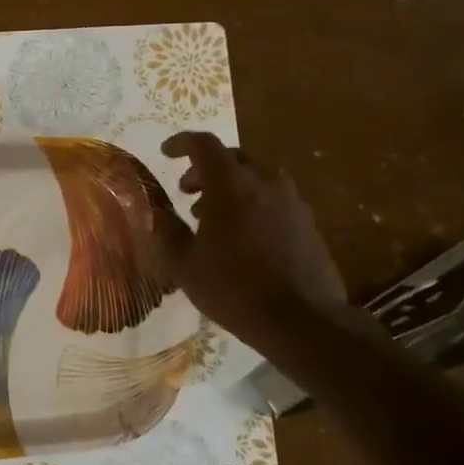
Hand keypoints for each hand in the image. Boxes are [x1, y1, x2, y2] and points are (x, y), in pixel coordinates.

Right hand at [155, 132, 347, 347]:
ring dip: (230, 188)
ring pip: (255, 179)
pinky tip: (241, 239)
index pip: (204, 144)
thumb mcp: (184, 264)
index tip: (166, 153)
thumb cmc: (234, 288)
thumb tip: (155, 212)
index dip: (181, 143)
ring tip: (212, 219)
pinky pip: (273, 201)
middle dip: (205, 168)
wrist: (303, 321)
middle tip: (187, 192)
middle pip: (233, 158)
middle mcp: (265, 183)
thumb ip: (166, 231)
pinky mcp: (308, 224)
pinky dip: (251, 206)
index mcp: (232, 185)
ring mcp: (292, 203)